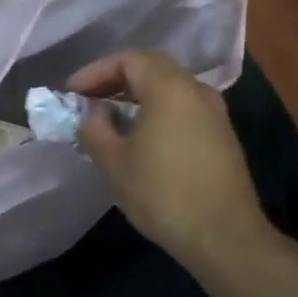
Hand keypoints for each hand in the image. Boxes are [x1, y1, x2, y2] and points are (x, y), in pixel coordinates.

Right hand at [69, 50, 272, 270]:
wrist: (225, 237)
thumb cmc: (164, 194)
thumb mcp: (115, 162)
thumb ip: (95, 129)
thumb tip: (94, 114)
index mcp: (170, 88)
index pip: (129, 59)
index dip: (96, 71)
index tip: (72, 92)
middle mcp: (196, 91)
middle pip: (152, 68)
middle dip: (116, 80)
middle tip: (89, 100)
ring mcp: (215, 113)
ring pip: (170, 89)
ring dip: (137, 97)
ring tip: (110, 119)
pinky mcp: (222, 136)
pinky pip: (183, 108)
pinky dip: (157, 111)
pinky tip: (141, 138)